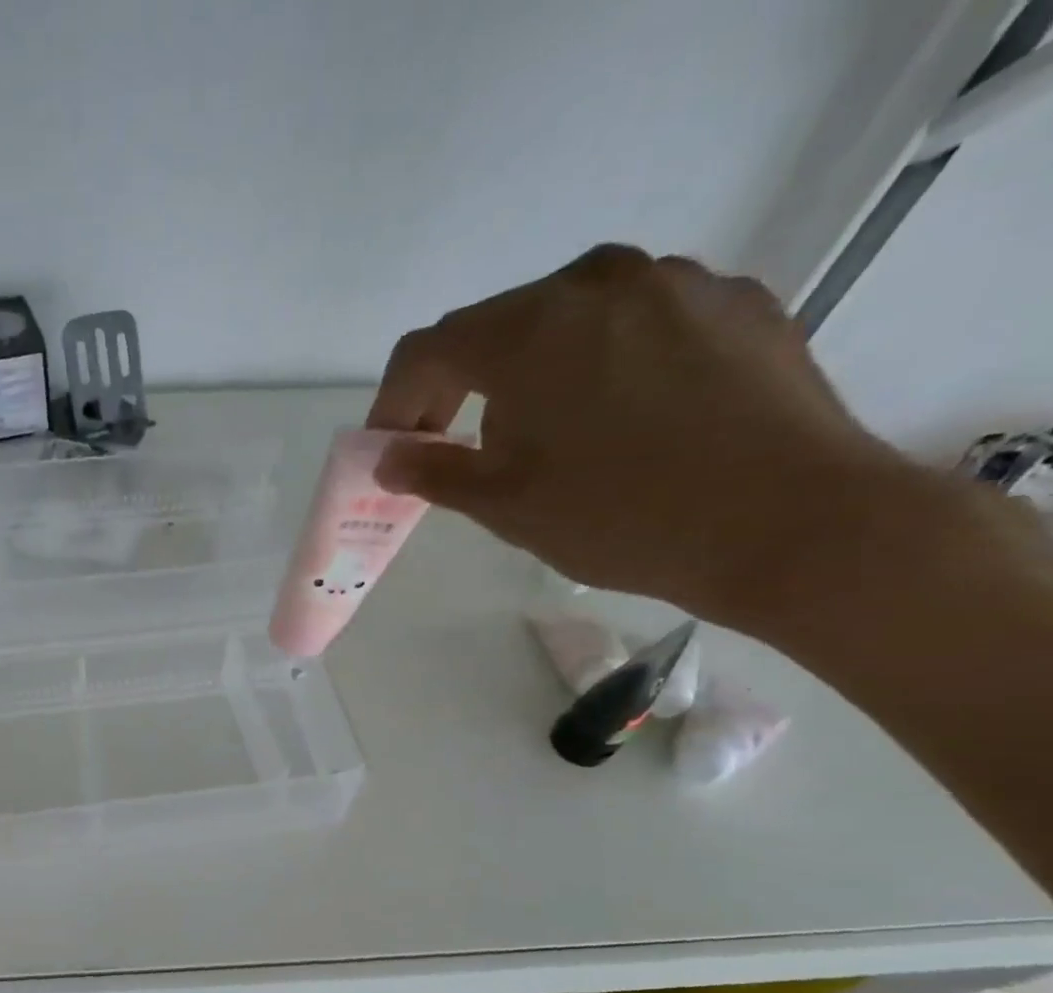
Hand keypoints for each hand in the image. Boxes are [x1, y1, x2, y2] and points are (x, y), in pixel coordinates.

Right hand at [367, 244, 921, 624]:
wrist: (793, 522)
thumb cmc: (621, 516)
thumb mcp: (504, 504)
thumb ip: (432, 471)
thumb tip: (388, 458)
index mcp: (529, 329)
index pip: (426, 350)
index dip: (394, 401)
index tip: (392, 448)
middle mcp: (597, 281)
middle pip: (497, 328)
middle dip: (461, 388)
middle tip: (459, 447)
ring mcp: (676, 283)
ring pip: (568, 321)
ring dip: (533, 373)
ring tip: (551, 438)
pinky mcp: (736, 301)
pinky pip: (637, 323)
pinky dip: (604, 363)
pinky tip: (624, 419)